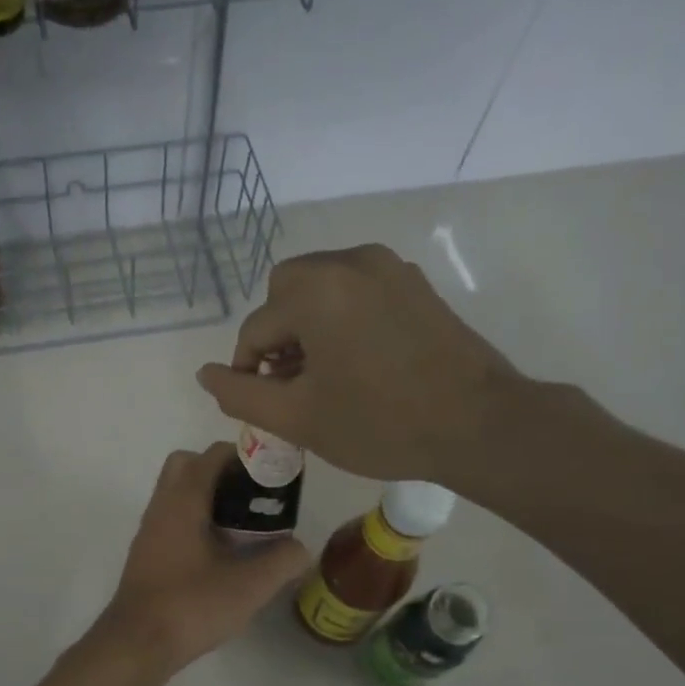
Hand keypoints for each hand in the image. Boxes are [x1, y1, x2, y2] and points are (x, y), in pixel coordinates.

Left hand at [93, 443, 310, 675]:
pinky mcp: (147, 554)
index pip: (211, 455)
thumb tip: (301, 549)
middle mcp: (162, 506)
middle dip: (221, 471)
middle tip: (253, 496)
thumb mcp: (249, 586)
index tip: (272, 474)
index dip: (244, 456)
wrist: (137, 644)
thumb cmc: (191, 605)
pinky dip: (196, 521)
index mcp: (183, 501)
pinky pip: (173, 519)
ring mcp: (150, 530)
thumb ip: (282, 561)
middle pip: (187, 465)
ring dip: (208, 498)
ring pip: (177, 494)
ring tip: (244, 526)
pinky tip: (221, 553)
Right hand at [195, 244, 529, 484]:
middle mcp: (350, 262)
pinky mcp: (414, 282)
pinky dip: (341, 316)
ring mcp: (388, 267)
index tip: (264, 404)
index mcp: (316, 290)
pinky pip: (357, 289)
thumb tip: (205, 374)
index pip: (257, 328)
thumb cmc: (380, 424)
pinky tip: (357, 360)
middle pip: (286, 291)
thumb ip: (240, 394)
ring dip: (308, 324)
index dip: (248, 369)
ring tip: (324, 374)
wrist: (479, 424)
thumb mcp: (298, 418)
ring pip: (321, 286)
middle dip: (278, 334)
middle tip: (292, 382)